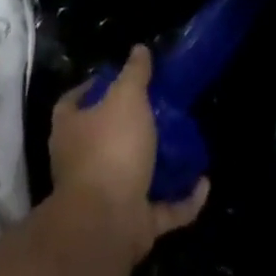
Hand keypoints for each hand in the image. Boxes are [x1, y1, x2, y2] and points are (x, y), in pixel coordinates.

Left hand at [49, 45, 208, 261]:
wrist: (106, 223)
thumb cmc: (110, 148)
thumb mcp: (126, 97)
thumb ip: (134, 73)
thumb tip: (139, 49)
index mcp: (71, 129)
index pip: (72, 102)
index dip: (91, 88)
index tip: (117, 78)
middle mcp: (82, 163)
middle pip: (104, 138)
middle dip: (131, 128)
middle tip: (160, 108)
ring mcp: (106, 197)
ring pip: (134, 175)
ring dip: (159, 165)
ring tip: (185, 143)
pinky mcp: (132, 225)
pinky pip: (162, 209)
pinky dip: (183, 200)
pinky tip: (204, 184)